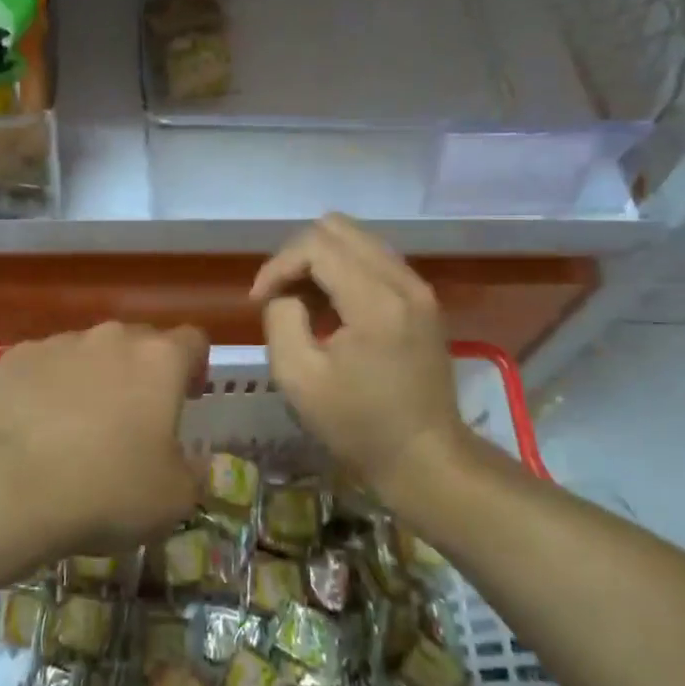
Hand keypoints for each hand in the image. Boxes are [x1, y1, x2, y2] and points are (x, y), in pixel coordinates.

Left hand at [0, 323, 207, 553]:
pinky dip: (48, 389)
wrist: (1, 484)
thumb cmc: (105, 489)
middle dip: (142, 373)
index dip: (196, 366)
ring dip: (94, 380)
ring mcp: (60, 343)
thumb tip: (191, 463)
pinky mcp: (15, 358)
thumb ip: (193, 474)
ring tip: (78, 429)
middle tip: (135, 419)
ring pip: (89, 353)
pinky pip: (45, 367)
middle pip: (139, 342)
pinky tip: (35, 429)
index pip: (193, 341)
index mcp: (160, 360)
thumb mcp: (172, 501)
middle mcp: (112, 338)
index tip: (189, 398)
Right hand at [252, 215, 465, 506]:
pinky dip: (345, 272)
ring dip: (321, 262)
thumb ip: (282, 319)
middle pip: (338, 228)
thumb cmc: (359, 425)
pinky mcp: (423, 299)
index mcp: (375, 300)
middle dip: (298, 255)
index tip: (258, 302)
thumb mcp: (299, 379)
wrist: (426, 457)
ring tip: (303, 304)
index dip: (278, 265)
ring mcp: (418, 288)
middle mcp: (403, 280)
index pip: (316, 245)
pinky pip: (375, 260)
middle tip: (280, 296)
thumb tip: (287, 294)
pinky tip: (332, 310)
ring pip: (358, 240)